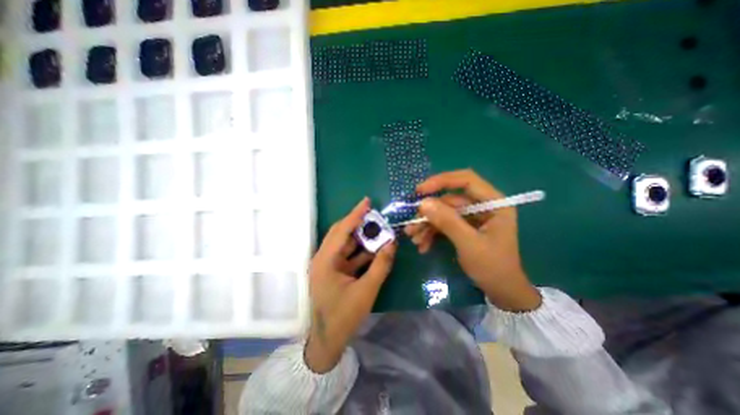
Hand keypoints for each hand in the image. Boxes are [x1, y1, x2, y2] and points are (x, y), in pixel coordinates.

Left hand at [304, 198, 395, 372]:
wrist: (328, 341)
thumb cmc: (344, 316)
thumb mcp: (366, 290)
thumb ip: (380, 265)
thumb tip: (392, 244)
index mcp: (325, 260)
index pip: (342, 230)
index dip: (355, 214)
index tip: (367, 201)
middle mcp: (323, 258)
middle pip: (341, 233)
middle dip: (358, 223)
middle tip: (375, 214)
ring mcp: (328, 265)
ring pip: (346, 244)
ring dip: (362, 237)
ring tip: (378, 229)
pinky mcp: (334, 271)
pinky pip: (349, 255)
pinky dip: (361, 251)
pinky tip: (375, 247)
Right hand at [407, 169, 541, 310]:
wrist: (501, 291)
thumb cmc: (493, 267)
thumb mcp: (469, 244)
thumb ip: (447, 222)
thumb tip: (423, 203)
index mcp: (494, 203)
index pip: (466, 180)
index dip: (441, 181)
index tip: (420, 191)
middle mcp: (482, 205)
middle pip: (449, 200)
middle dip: (429, 214)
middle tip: (411, 226)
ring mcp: (472, 217)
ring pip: (443, 213)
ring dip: (427, 225)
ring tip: (414, 239)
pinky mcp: (464, 227)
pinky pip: (444, 224)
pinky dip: (432, 233)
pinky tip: (423, 245)